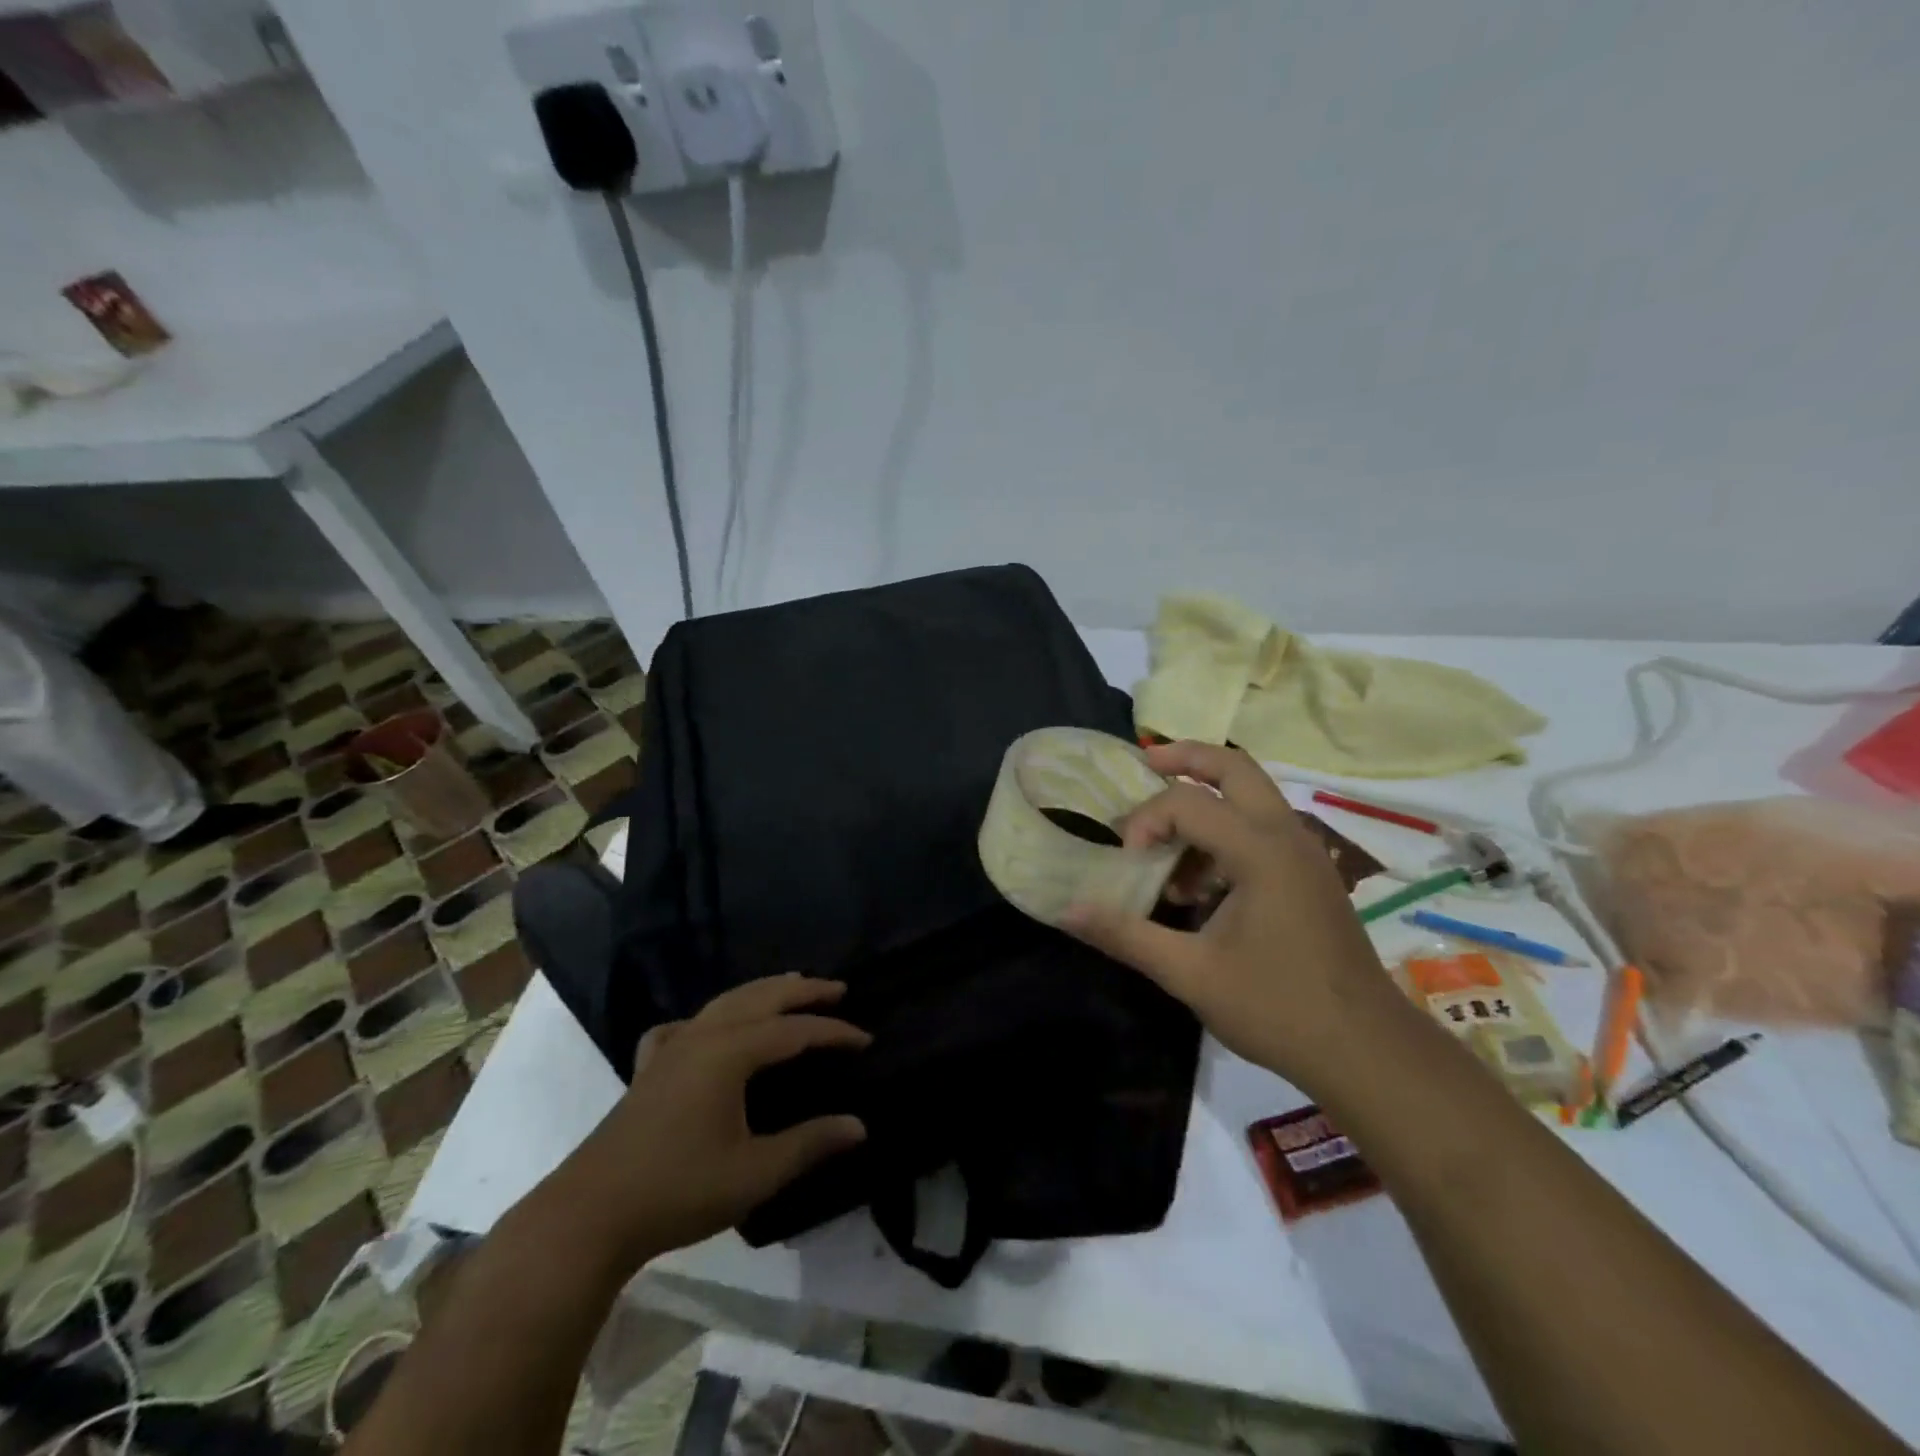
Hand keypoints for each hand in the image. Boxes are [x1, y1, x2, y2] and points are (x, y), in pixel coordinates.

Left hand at [561, 975, 869, 1265]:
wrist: (591, 1215)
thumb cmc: (678, 1190)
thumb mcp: (754, 1173)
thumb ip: (809, 1144)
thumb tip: (859, 1126)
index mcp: (730, 1053)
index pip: (794, 1031)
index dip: (833, 1032)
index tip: (866, 1039)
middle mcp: (703, 1036)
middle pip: (761, 998)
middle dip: (802, 991)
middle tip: (837, 989)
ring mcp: (672, 1047)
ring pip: (726, 1002)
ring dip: (763, 991)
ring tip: (790, 985)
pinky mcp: (650, 1067)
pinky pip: (684, 1025)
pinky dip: (707, 1017)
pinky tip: (705, 1028)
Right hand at [1064, 742, 1404, 1098]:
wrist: (1367, 1052)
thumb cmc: (1277, 1008)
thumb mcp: (1190, 974)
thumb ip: (1127, 935)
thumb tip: (1067, 911)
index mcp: (1260, 850)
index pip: (1186, 802)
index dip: (1145, 820)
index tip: (1128, 861)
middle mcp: (1287, 836)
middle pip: (1234, 767)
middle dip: (1186, 758)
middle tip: (1146, 764)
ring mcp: (1306, 853)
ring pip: (1252, 795)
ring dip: (1206, 802)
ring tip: (1168, 847)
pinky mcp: (1312, 875)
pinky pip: (1263, 828)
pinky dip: (1226, 832)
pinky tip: (1203, 885)